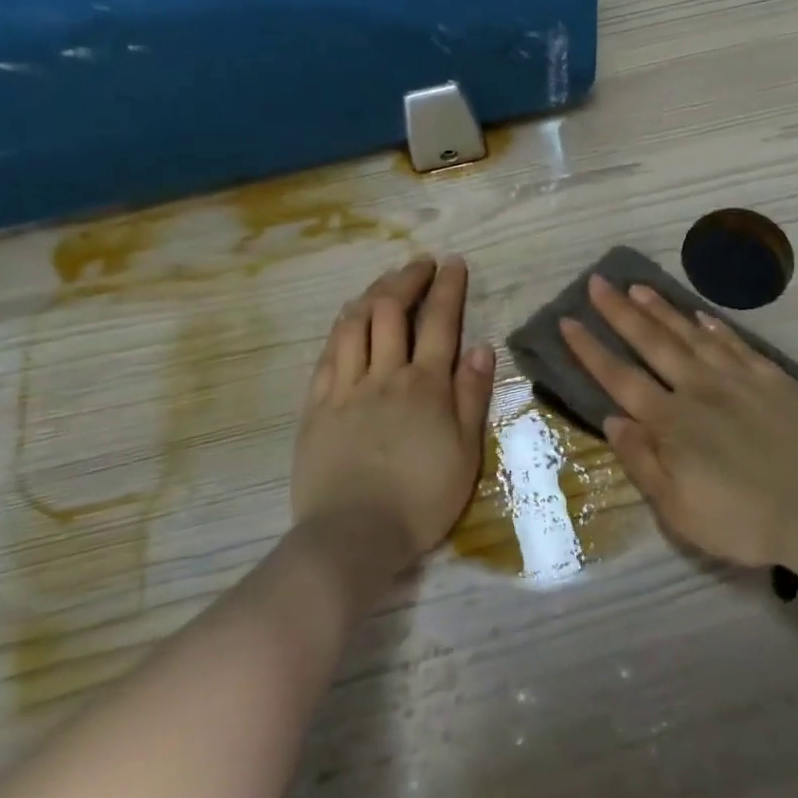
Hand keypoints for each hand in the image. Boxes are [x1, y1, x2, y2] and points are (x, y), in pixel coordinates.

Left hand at [292, 256, 496, 570]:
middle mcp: (385, 375)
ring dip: (372, 294)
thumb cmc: (421, 499)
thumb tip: (480, 345)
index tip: (453, 263)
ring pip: (354, 324)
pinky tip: (348, 320)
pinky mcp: (317, 405)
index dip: (447, 287)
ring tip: (385, 283)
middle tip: (420, 264)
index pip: (439, 321)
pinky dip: (341, 328)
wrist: (354, 535)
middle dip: (407, 279)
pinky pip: (327, 354)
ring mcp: (345, 387)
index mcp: (425, 386)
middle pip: (391, 310)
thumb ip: (472, 396)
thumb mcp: (465, 453)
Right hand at [560, 275, 797, 568]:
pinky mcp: (773, 379)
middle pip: (652, 343)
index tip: (568, 321)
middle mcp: (699, 389)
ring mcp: (739, 379)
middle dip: (620, 312)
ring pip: (691, 335)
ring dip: (661, 310)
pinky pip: (737, 344)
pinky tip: (701, 315)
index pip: (620, 379)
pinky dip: (715, 327)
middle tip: (597, 282)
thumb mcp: (679, 510)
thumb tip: (612, 419)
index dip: (591, 350)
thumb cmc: (745, 521)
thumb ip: (643, 462)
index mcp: (672, 423)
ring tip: (638, 287)